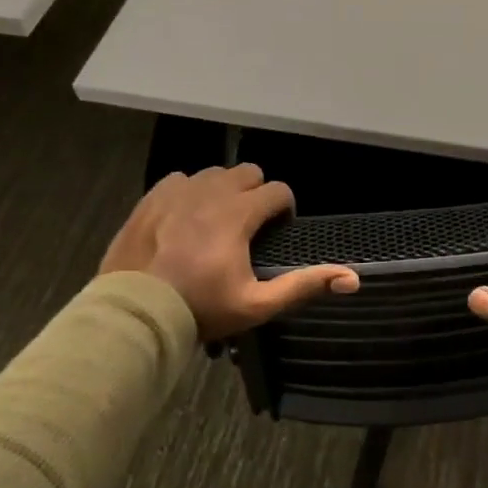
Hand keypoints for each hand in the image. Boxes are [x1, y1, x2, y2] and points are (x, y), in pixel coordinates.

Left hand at [100, 164, 358, 343]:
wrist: (134, 314)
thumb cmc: (200, 309)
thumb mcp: (256, 304)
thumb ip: (303, 285)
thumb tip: (353, 277)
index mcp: (238, 212)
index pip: (278, 190)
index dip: (284, 209)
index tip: (278, 231)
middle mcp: (211, 191)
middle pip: (248, 172)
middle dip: (256, 193)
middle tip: (250, 225)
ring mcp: (178, 190)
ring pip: (214, 173)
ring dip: (224, 190)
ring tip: (218, 221)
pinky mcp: (152, 197)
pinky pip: (180, 179)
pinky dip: (189, 192)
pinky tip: (185, 217)